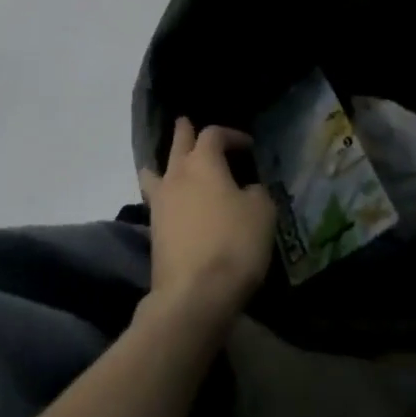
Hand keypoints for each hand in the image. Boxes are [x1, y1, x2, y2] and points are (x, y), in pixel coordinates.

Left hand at [138, 117, 274, 329]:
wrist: (195, 293)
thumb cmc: (233, 244)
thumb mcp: (261, 213)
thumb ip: (256, 192)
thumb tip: (246, 188)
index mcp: (203, 162)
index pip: (213, 134)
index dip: (231, 134)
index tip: (248, 146)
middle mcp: (176, 174)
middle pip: (178, 144)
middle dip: (185, 132)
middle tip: (186, 123)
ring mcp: (160, 202)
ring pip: (158, 170)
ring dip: (166, 162)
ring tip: (172, 163)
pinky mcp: (154, 229)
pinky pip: (157, 199)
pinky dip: (165, 193)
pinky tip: (174, 202)